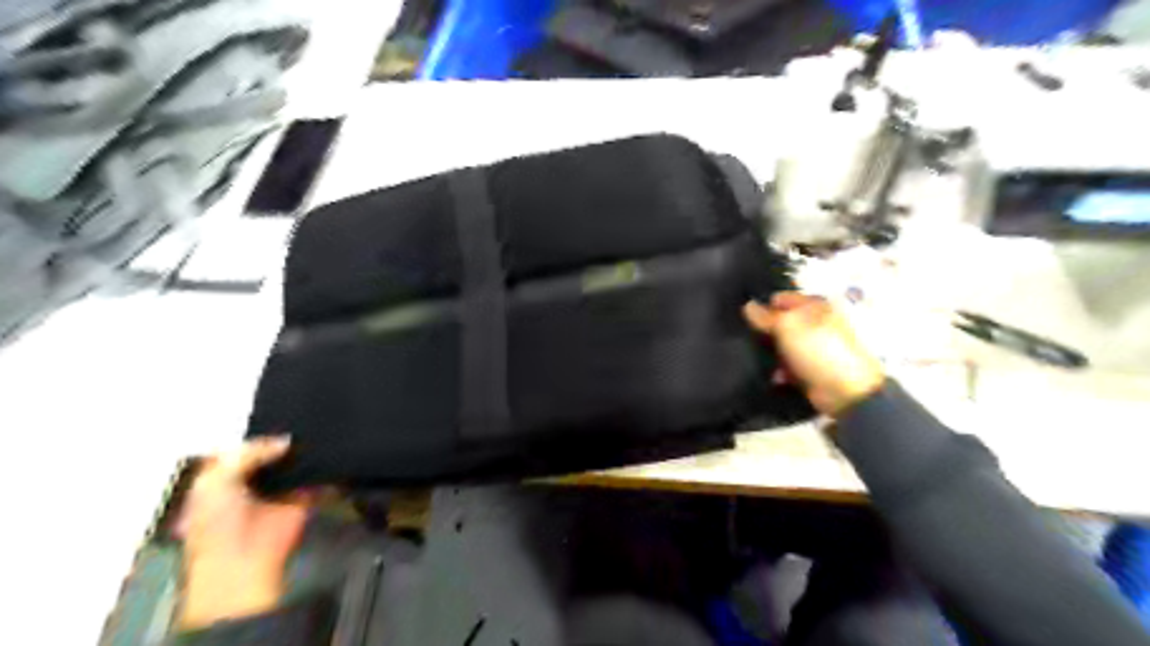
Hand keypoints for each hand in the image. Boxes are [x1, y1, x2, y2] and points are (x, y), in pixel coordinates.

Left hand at [175, 437, 313, 627]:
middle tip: (301, 419)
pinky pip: (315, 478)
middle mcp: (250, 482)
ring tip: (319, 428)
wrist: (242, 562)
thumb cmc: (216, 523)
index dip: (256, 434)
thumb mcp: (216, 480)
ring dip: (303, 452)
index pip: (240, 448)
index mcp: (220, 478)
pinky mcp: (303, 499)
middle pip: (270, 453)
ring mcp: (278, 491)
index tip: (276, 415)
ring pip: (293, 463)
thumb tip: (285, 442)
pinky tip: (330, 449)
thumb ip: (249, 453)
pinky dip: (323, 467)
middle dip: (282, 440)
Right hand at [748, 292, 883, 417]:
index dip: (763, 305)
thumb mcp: (787, 326)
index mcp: (815, 305)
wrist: (845, 391)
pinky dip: (781, 370)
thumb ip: (765, 316)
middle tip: (750, 338)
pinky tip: (777, 377)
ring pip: (782, 344)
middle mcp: (816, 323)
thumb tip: (747, 305)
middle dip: (766, 331)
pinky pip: (788, 365)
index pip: (782, 298)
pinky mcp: (811, 368)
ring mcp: (814, 347)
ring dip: (771, 353)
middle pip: (781, 322)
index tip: (746, 318)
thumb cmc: (817, 350)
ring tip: (760, 360)